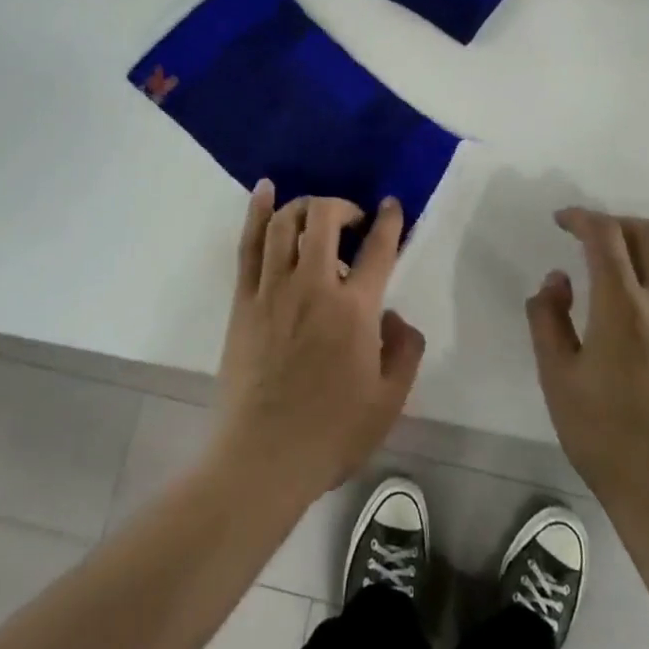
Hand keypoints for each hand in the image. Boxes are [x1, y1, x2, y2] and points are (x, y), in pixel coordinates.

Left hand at [211, 182, 425, 504]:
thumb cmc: (331, 433)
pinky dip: (257, 211)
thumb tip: (396, 316)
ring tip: (317, 213)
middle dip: (342, 206)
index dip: (389, 221)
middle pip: (325, 218)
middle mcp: (313, 286)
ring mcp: (273, 289)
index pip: (377, 249)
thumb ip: (404, 351)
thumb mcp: (389, 401)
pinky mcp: (244, 300)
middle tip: (352, 222)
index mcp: (354, 310)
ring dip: (305, 206)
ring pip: (286, 223)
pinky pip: (249, 243)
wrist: (262, 458)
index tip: (392, 206)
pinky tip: (265, 190)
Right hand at [527, 208, 648, 517]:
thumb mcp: (556, 377)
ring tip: (633, 268)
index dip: (581, 217)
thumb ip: (548, 318)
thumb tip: (558, 280)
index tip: (562, 222)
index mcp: (620, 304)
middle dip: (618, 224)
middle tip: (595, 241)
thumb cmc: (603, 434)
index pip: (604, 234)